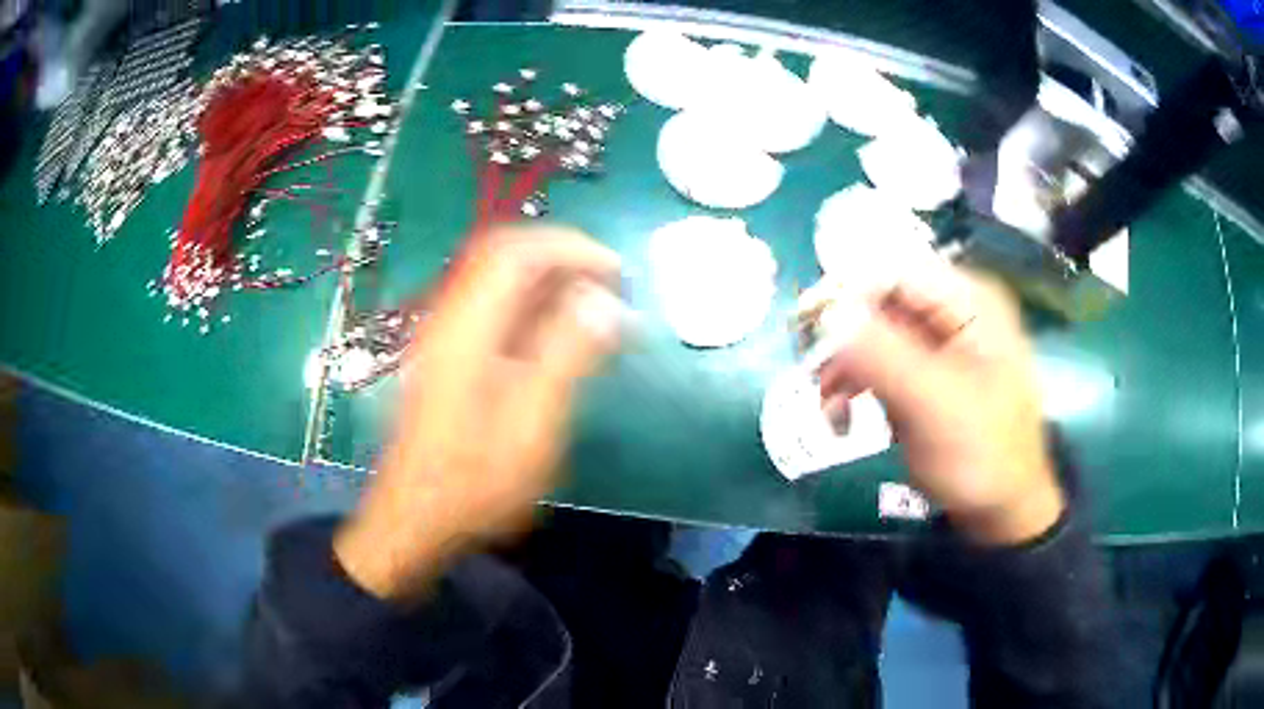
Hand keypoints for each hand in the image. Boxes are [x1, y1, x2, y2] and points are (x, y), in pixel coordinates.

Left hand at [335, 226, 623, 599]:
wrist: (416, 518)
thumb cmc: (475, 481)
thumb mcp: (532, 423)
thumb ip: (568, 355)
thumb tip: (606, 302)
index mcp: (467, 327)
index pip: (517, 251)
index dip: (571, 248)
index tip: (617, 274)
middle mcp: (450, 317)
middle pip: (505, 256)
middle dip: (562, 259)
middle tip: (609, 288)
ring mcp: (445, 336)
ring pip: (500, 282)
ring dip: (549, 283)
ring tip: (594, 311)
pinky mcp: (449, 358)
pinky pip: (494, 310)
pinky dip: (532, 308)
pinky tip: (558, 338)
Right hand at [818, 269, 1062, 545]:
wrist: (1004, 510)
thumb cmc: (982, 456)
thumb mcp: (935, 405)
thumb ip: (884, 355)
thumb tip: (829, 311)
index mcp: (969, 301)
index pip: (894, 271)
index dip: (846, 292)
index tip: (807, 331)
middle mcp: (955, 310)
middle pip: (881, 301)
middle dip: (843, 339)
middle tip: (814, 378)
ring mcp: (941, 343)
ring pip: (874, 333)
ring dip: (845, 367)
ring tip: (827, 410)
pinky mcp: (927, 373)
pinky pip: (881, 363)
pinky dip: (858, 385)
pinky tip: (844, 416)